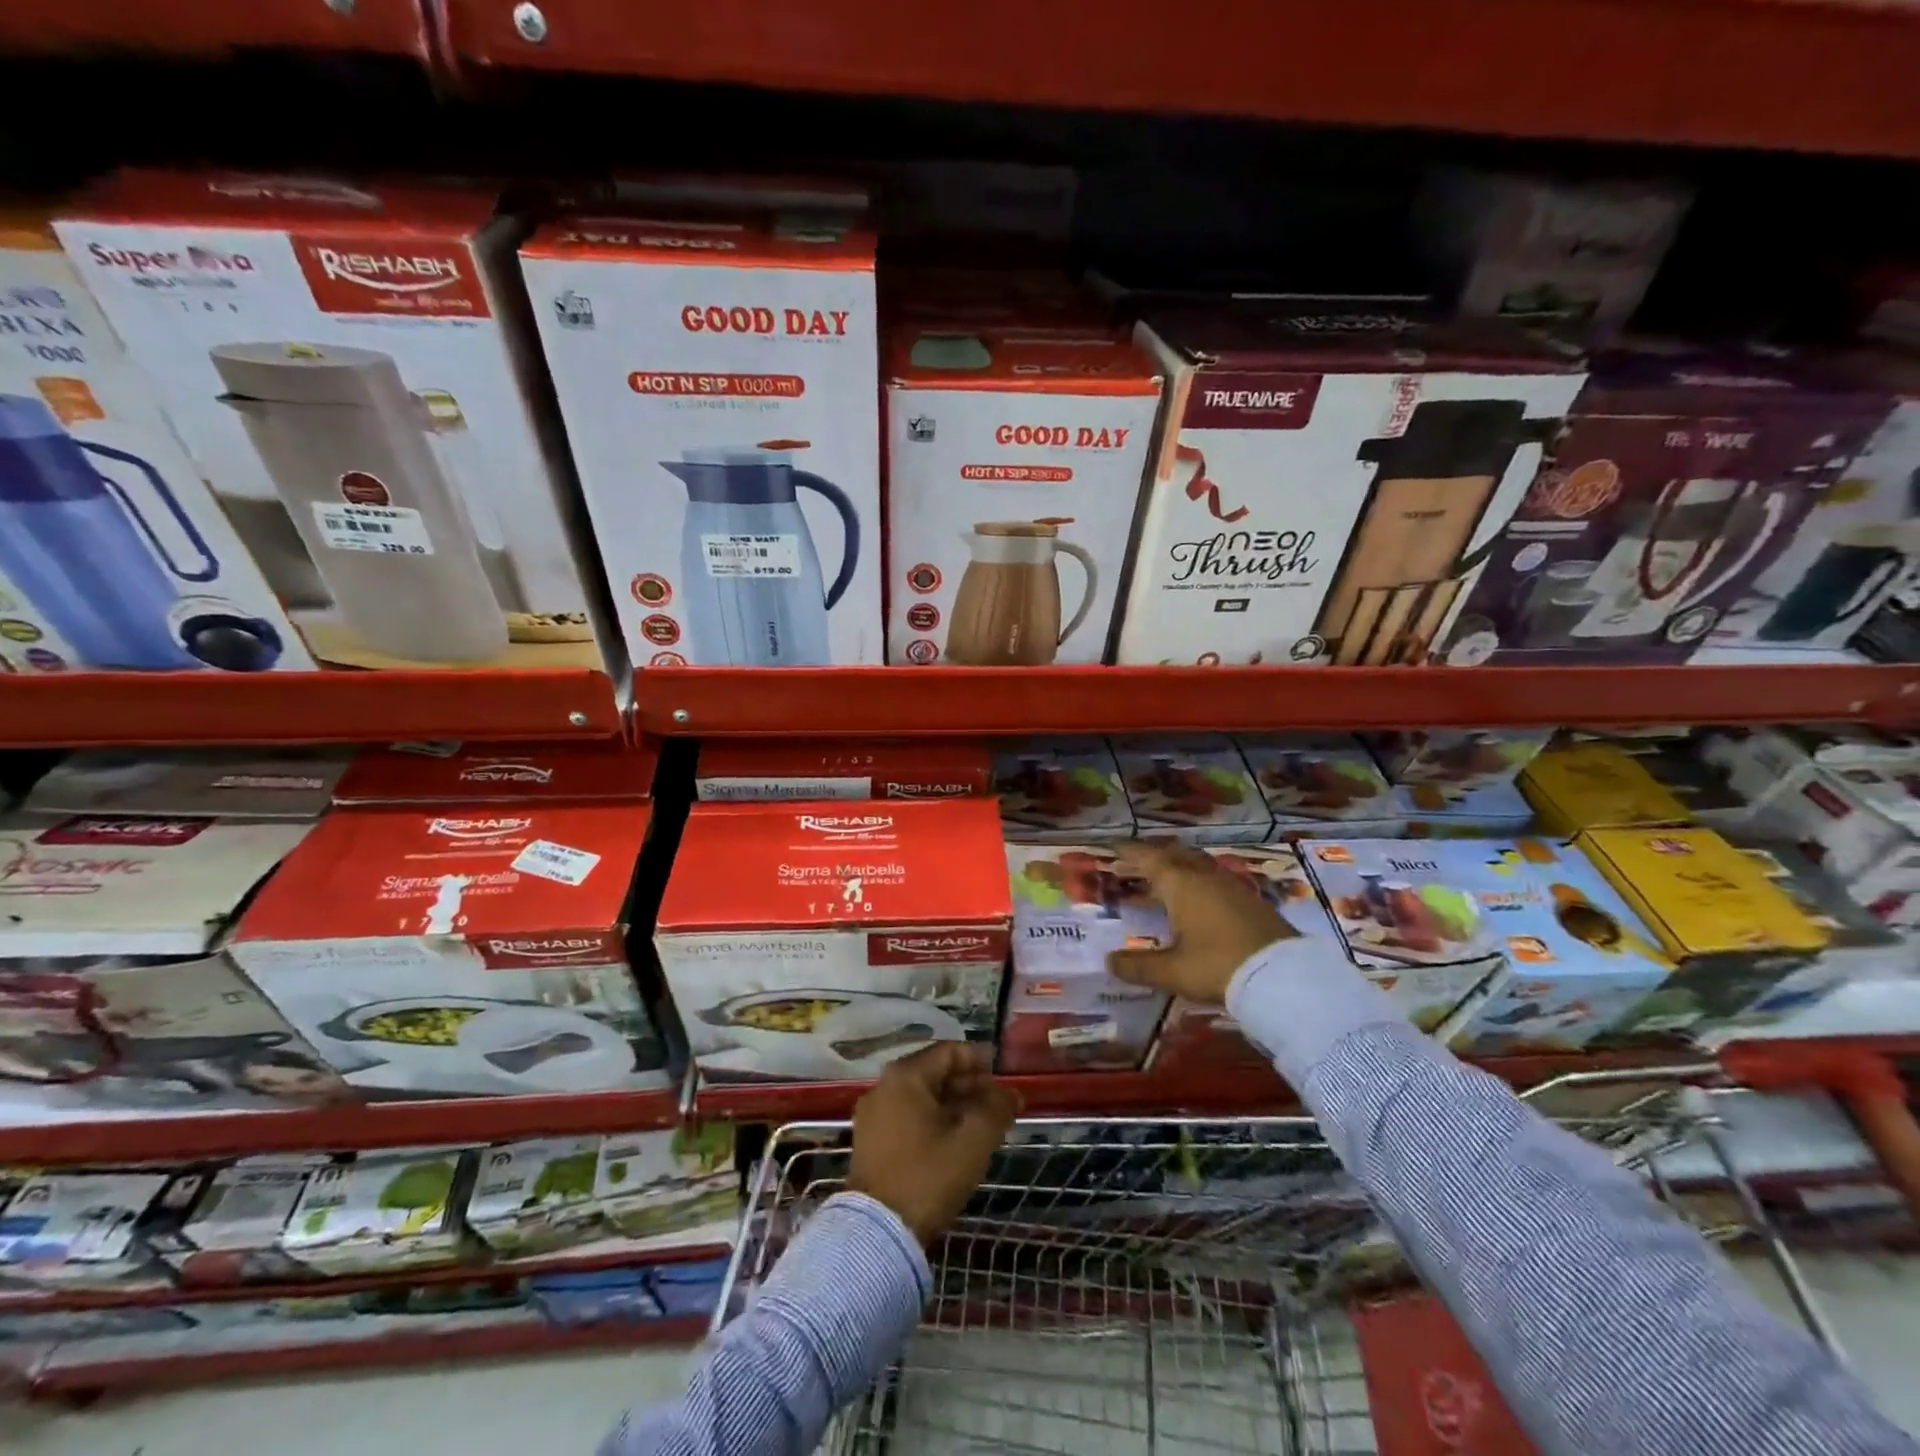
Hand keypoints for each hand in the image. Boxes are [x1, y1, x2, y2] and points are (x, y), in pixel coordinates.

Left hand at [848, 1042, 1019, 1244]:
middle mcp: (883, 1087)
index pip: (948, 1052)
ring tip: (982, 1124)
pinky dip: (933, 1120)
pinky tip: (955, 1141)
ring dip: (953, 1105)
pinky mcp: (870, 1141)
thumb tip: (1011, 1093)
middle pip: (934, 1072)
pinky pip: (908, 1116)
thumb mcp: (972, 1142)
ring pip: (921, 1097)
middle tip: (997, 1104)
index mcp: (905, 1077)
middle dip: (968, 1085)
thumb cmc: (928, 1176)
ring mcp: (873, 1115)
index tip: (1003, 1076)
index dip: (979, 1060)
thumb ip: (996, 1110)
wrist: (877, 1234)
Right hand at [1107, 839, 1296, 1004]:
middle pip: (1175, 855)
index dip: (1129, 852)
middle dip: (1153, 855)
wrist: (1284, 977)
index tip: (1113, 848)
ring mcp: (1232, 885)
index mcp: (1181, 884)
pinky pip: (1215, 878)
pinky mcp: (1251, 900)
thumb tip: (1109, 962)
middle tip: (1135, 863)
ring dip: (1178, 866)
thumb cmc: (1218, 966)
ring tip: (1165, 878)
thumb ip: (1139, 966)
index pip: (1149, 858)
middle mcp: (1205, 876)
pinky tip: (1199, 899)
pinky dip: (1198, 881)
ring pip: (1198, 864)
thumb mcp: (1173, 971)